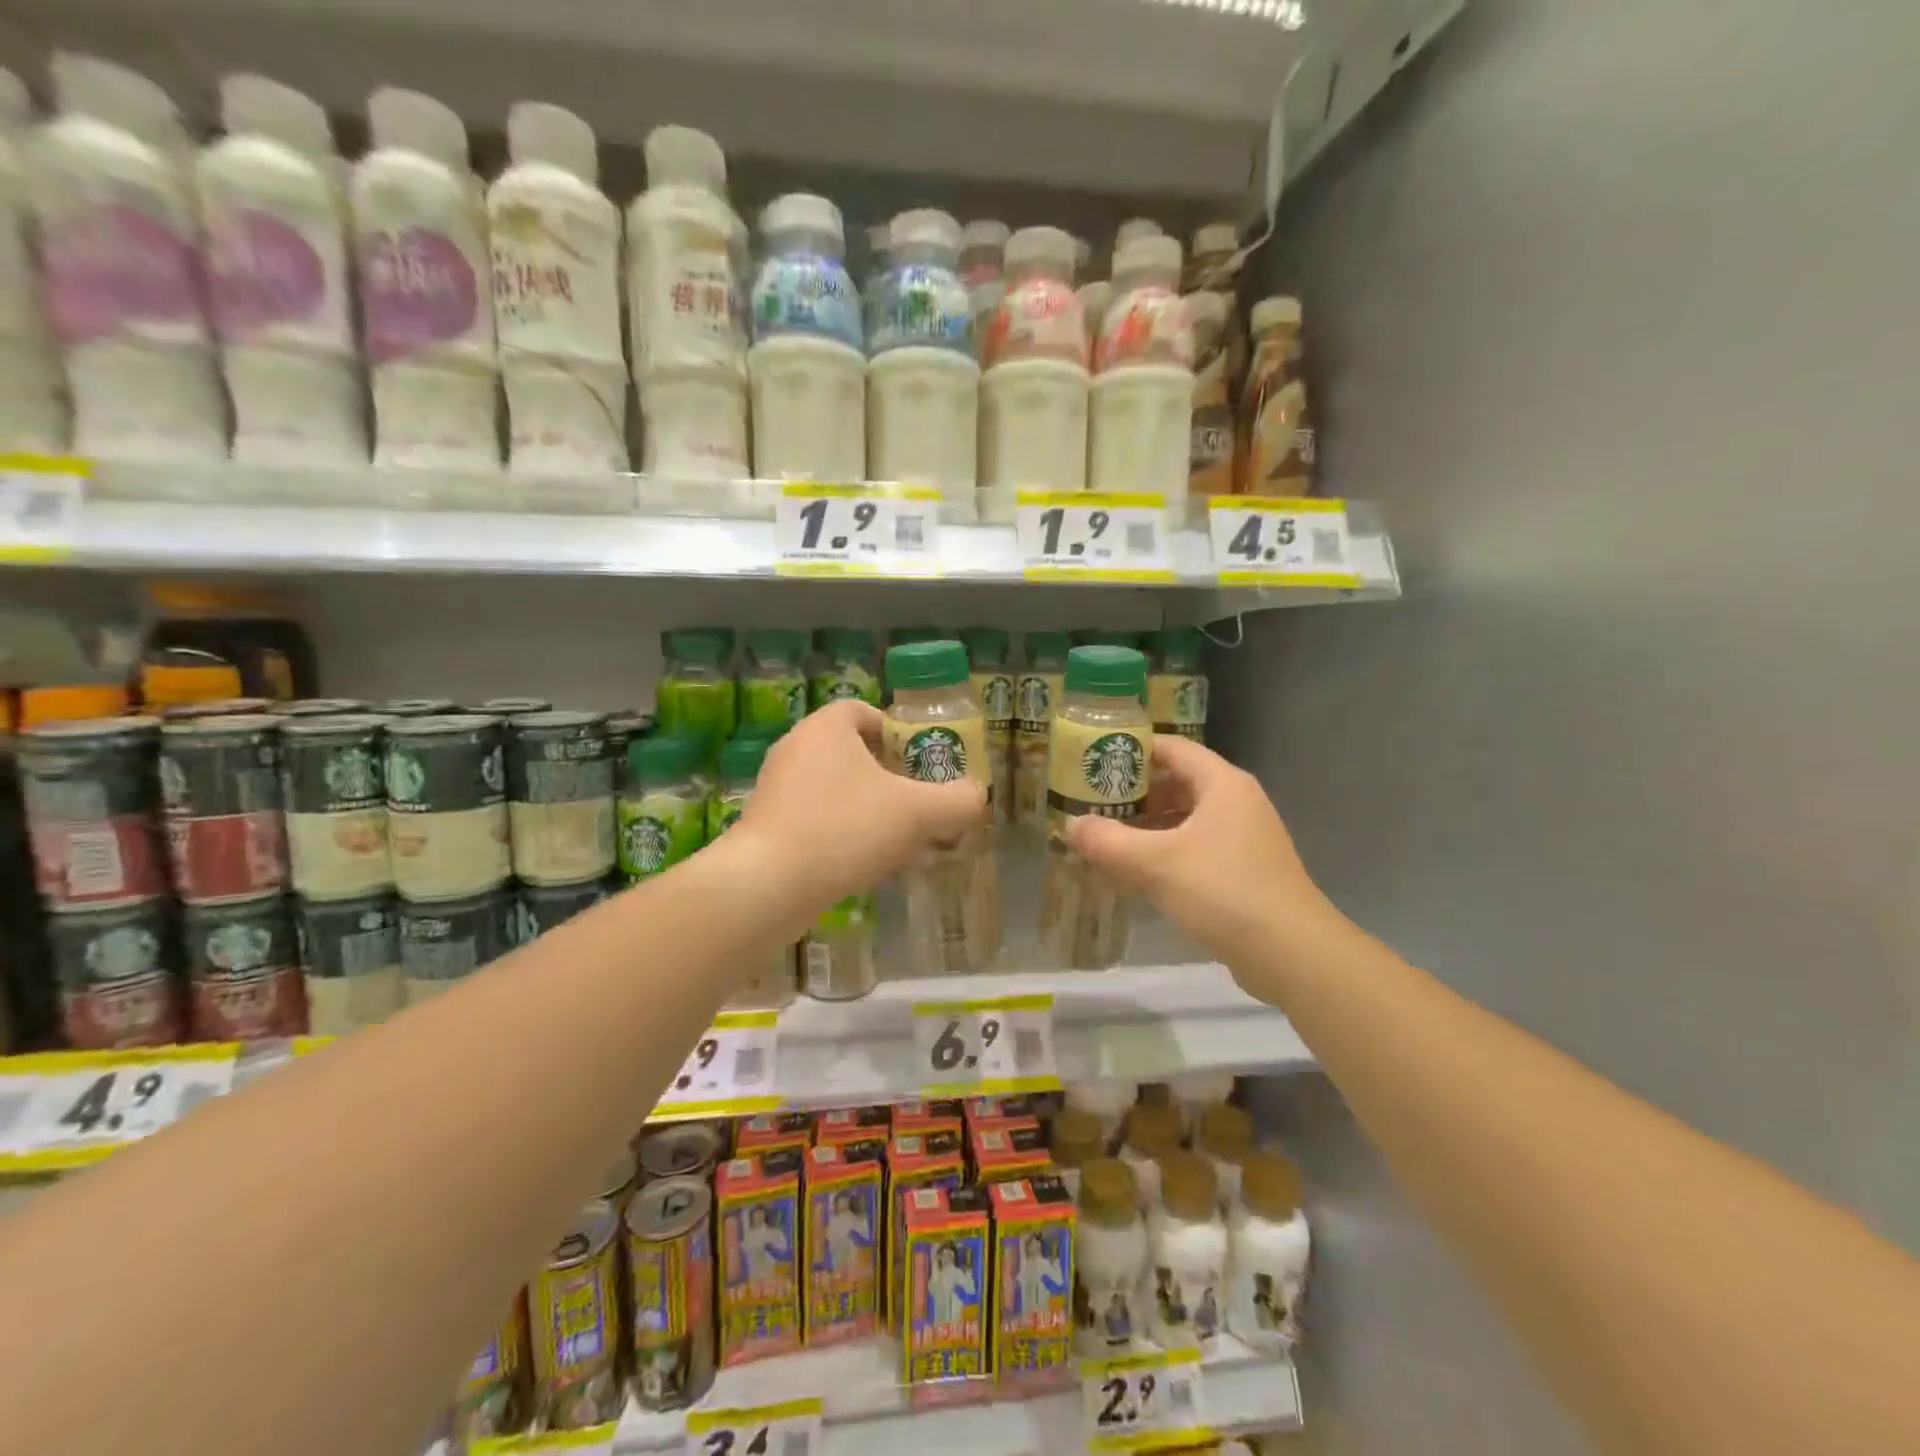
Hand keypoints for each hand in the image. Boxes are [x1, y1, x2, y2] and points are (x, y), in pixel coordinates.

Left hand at [736, 700, 986, 911]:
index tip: (918, 764)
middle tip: (913, 802)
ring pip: (831, 787)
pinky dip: (838, 831)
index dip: (896, 733)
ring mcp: (775, 787)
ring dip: (862, 807)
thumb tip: (977, 797)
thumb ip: (957, 801)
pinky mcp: (765, 824)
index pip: (864, 711)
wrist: (769, 885)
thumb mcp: (917, 813)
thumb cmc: (845, 829)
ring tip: (891, 838)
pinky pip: (812, 817)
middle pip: (850, 751)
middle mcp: (795, 748)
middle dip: (885, 775)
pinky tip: (858, 862)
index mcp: (826, 728)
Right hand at [1064, 736, 1340, 983]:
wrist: (1292, 955)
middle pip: (1176, 782)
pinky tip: (1137, 871)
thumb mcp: (1156, 863)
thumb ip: (1108, 841)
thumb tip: (1070, 825)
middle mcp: (1236, 802)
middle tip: (1091, 803)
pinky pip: (1195, 847)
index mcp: (1222, 784)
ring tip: (1105, 837)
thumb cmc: (1224, 892)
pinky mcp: (1244, 870)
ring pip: (1185, 818)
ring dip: (1146, 826)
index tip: (1093, 761)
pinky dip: (1164, 851)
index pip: (1171, 748)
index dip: (1131, 750)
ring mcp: (1243, 838)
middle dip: (1133, 793)